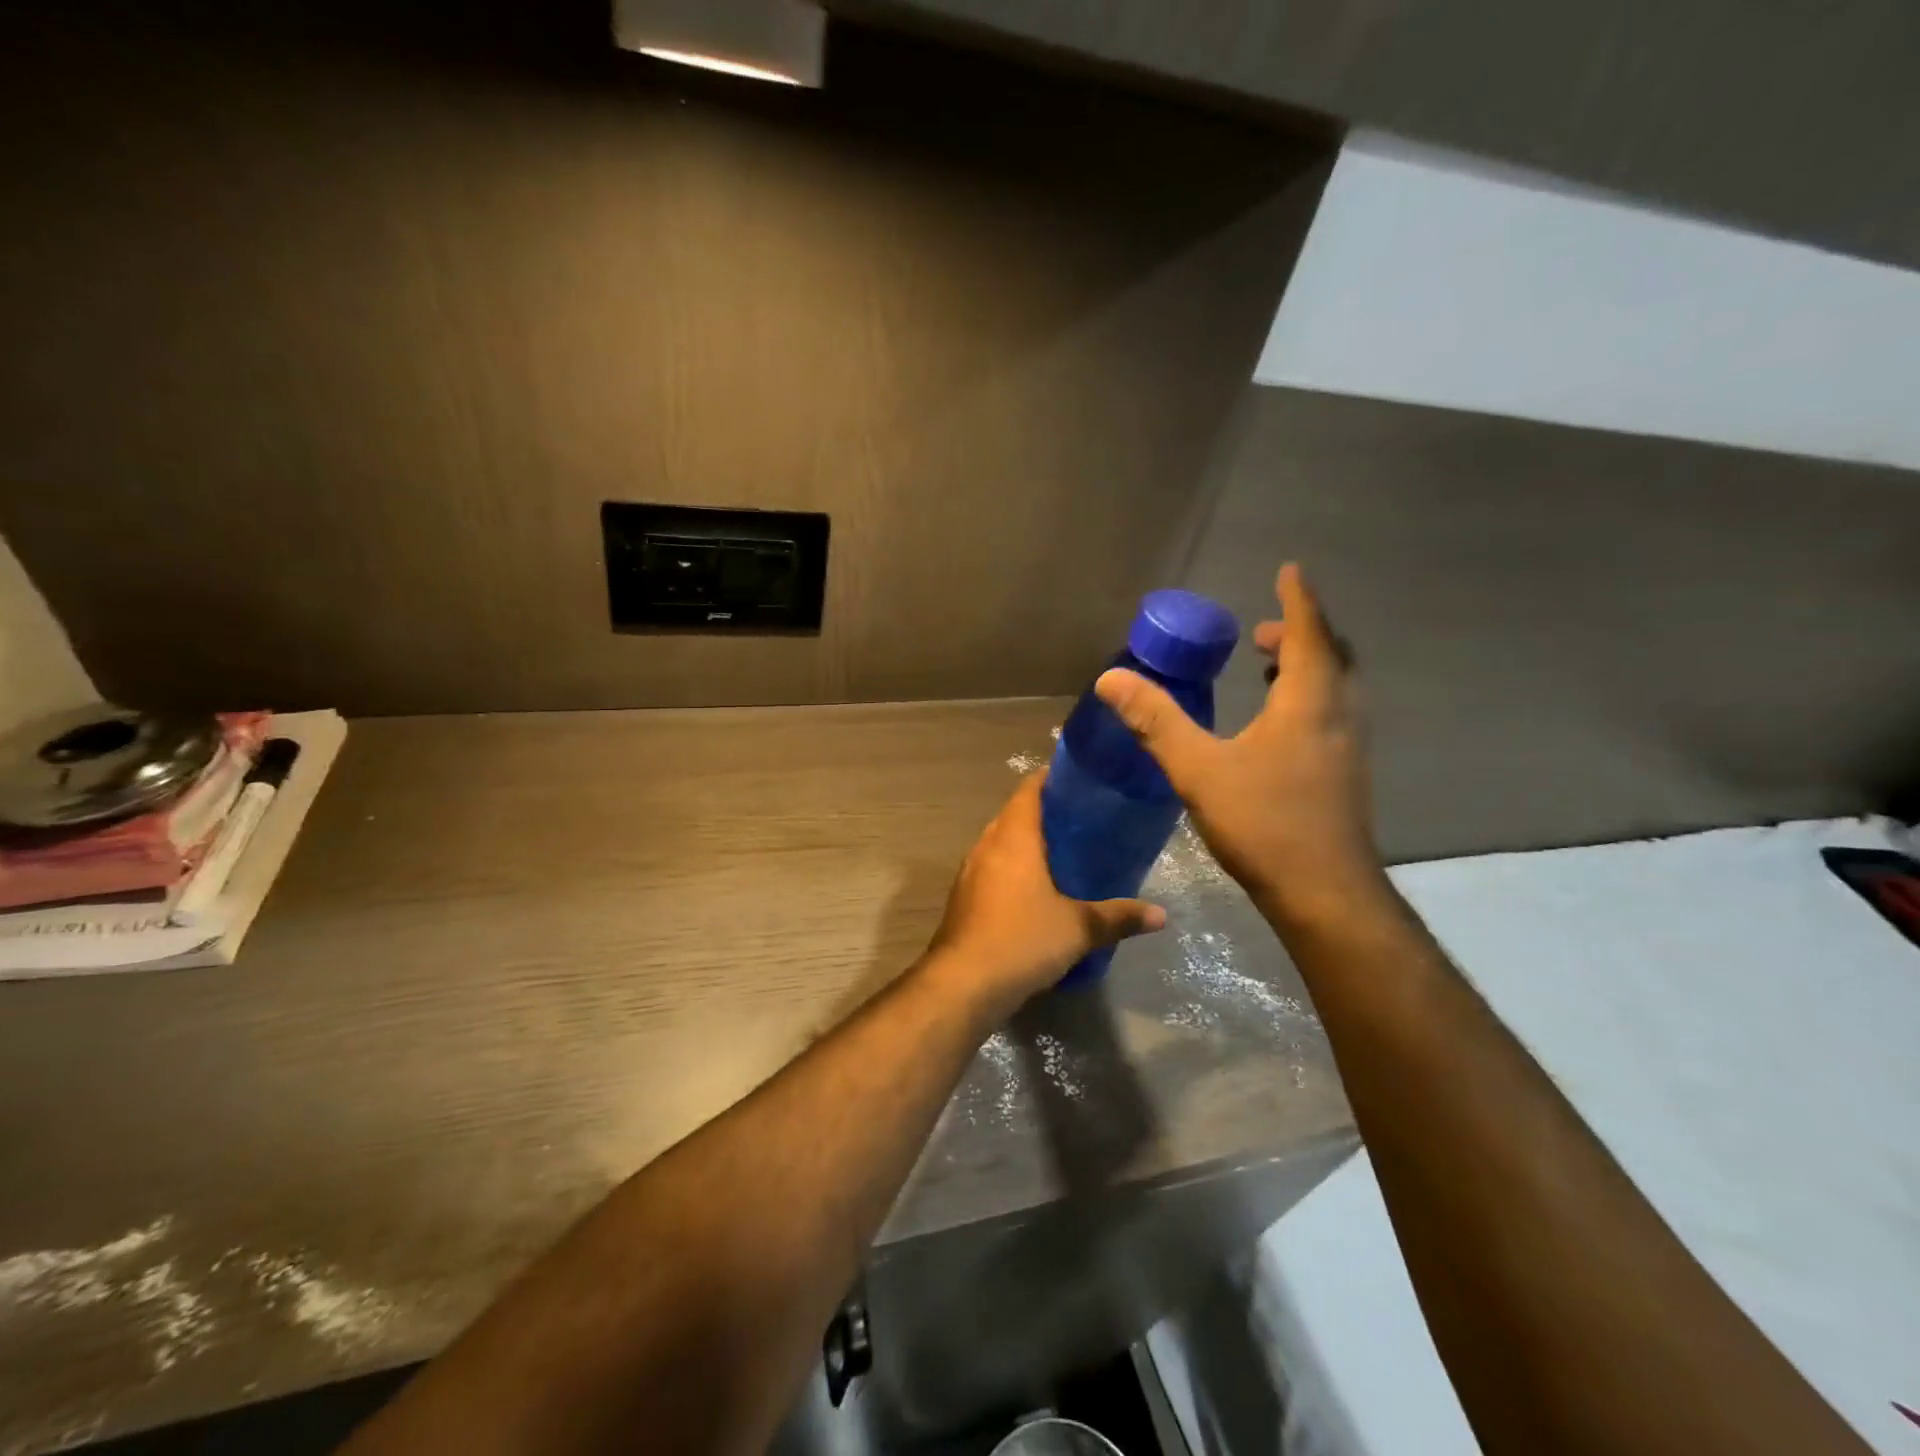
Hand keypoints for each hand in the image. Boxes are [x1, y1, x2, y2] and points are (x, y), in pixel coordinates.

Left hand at [925, 772, 1165, 1014]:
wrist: (962, 983)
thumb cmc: (1022, 940)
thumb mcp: (1078, 928)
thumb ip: (1119, 917)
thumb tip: (1162, 915)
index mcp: (1013, 837)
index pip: (1029, 789)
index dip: (1051, 778)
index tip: (1079, 780)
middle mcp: (987, 845)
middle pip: (1014, 814)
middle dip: (1044, 812)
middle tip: (1081, 819)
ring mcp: (970, 872)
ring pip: (1001, 843)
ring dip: (1027, 843)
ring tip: (1063, 852)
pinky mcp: (963, 898)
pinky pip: (992, 868)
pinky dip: (1013, 868)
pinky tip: (1036, 890)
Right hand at [1095, 563, 1384, 924]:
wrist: (1324, 893)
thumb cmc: (1263, 822)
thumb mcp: (1198, 768)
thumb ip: (1155, 721)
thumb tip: (1111, 679)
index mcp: (1309, 701)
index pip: (1307, 632)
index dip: (1297, 599)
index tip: (1290, 570)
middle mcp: (1340, 715)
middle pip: (1331, 656)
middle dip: (1300, 633)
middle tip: (1264, 630)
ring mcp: (1351, 747)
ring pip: (1337, 687)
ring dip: (1308, 666)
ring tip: (1270, 667)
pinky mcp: (1348, 774)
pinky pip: (1334, 714)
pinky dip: (1310, 698)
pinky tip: (1279, 726)